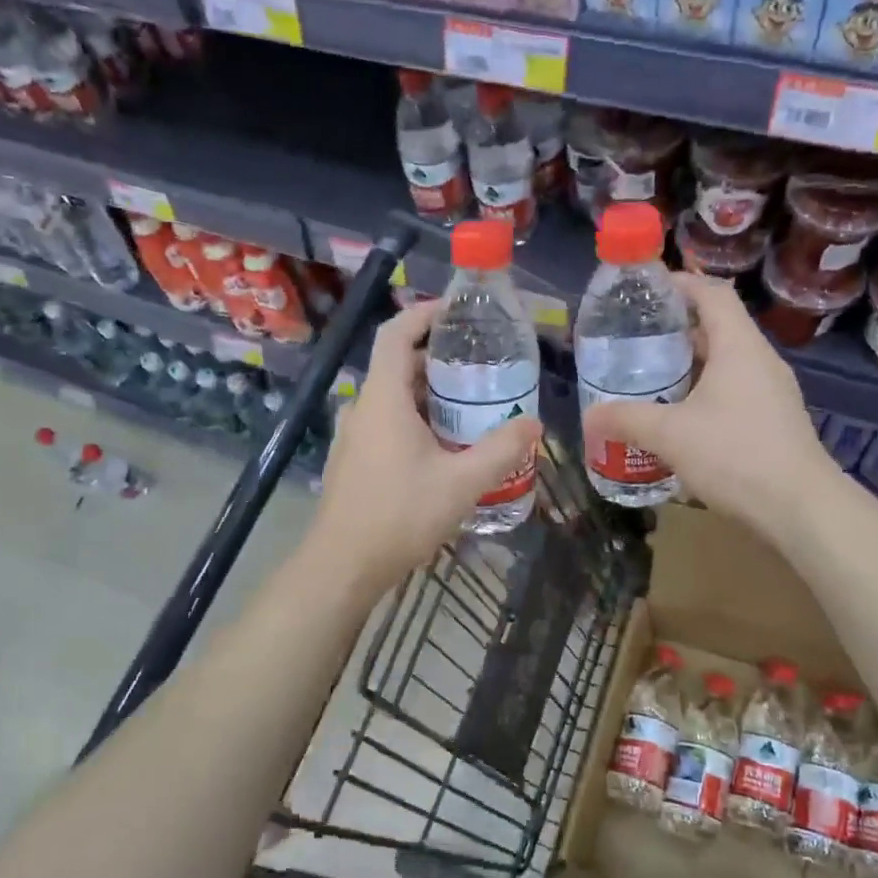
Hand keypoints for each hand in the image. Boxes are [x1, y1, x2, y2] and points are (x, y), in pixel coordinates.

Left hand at [310, 300, 541, 596]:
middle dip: (438, 359)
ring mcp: (354, 436)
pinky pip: (387, 423)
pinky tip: (445, 446)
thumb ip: (501, 450)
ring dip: (429, 394)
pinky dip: (416, 419)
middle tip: (481, 365)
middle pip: (398, 365)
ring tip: (471, 404)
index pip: (396, 333)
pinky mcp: (354, 460)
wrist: (343, 566)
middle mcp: (363, 408)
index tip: (456, 310)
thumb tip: (534, 423)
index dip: (423, 313)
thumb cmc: (400, 515)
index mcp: (383, 398)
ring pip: (393, 398)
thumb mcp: (462, 482)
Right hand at [581, 274, 833, 540]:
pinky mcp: (773, 420)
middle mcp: (760, 360)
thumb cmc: (735, 455)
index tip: (646, 291)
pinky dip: (703, 392)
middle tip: (635, 341)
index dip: (681, 284)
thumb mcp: (670, 435)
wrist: (800, 508)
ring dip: (688, 365)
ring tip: (649, 378)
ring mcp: (771, 391)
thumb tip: (589, 417)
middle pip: (717, 327)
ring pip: (725, 362)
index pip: (712, 294)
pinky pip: (733, 390)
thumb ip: (627, 420)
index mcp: (739, 346)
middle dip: (675, 330)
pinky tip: (678, 418)